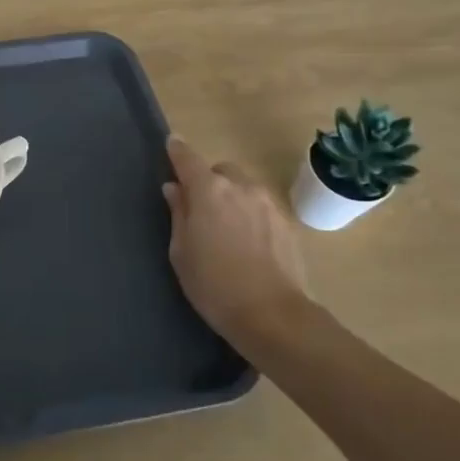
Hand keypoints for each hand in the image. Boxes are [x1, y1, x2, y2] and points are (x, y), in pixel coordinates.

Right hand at [163, 136, 309, 355]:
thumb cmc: (214, 285)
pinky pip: (261, 206)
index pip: (188, 158)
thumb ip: (179, 213)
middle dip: (208, 181)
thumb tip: (175, 189)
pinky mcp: (288, 223)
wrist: (273, 316)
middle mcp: (241, 187)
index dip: (177, 151)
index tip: (171, 144)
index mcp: (209, 191)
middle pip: (220, 171)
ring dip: (231, 196)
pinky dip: (250, 213)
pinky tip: (247, 241)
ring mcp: (269, 204)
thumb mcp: (181, 251)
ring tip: (225, 227)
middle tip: (199, 207)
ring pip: (244, 187)